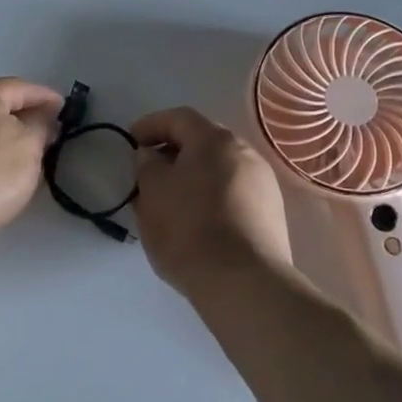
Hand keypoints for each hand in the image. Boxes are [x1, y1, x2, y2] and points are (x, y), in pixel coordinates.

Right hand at [131, 106, 292, 298]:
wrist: (243, 283)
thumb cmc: (189, 229)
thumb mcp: (152, 192)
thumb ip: (146, 165)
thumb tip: (152, 156)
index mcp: (215, 140)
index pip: (179, 118)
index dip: (150, 125)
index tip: (130, 142)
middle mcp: (246, 154)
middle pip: (203, 142)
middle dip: (173, 151)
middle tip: (148, 171)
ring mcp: (264, 185)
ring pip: (219, 169)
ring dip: (193, 176)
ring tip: (169, 200)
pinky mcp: (271, 216)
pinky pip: (232, 194)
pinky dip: (210, 197)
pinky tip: (195, 221)